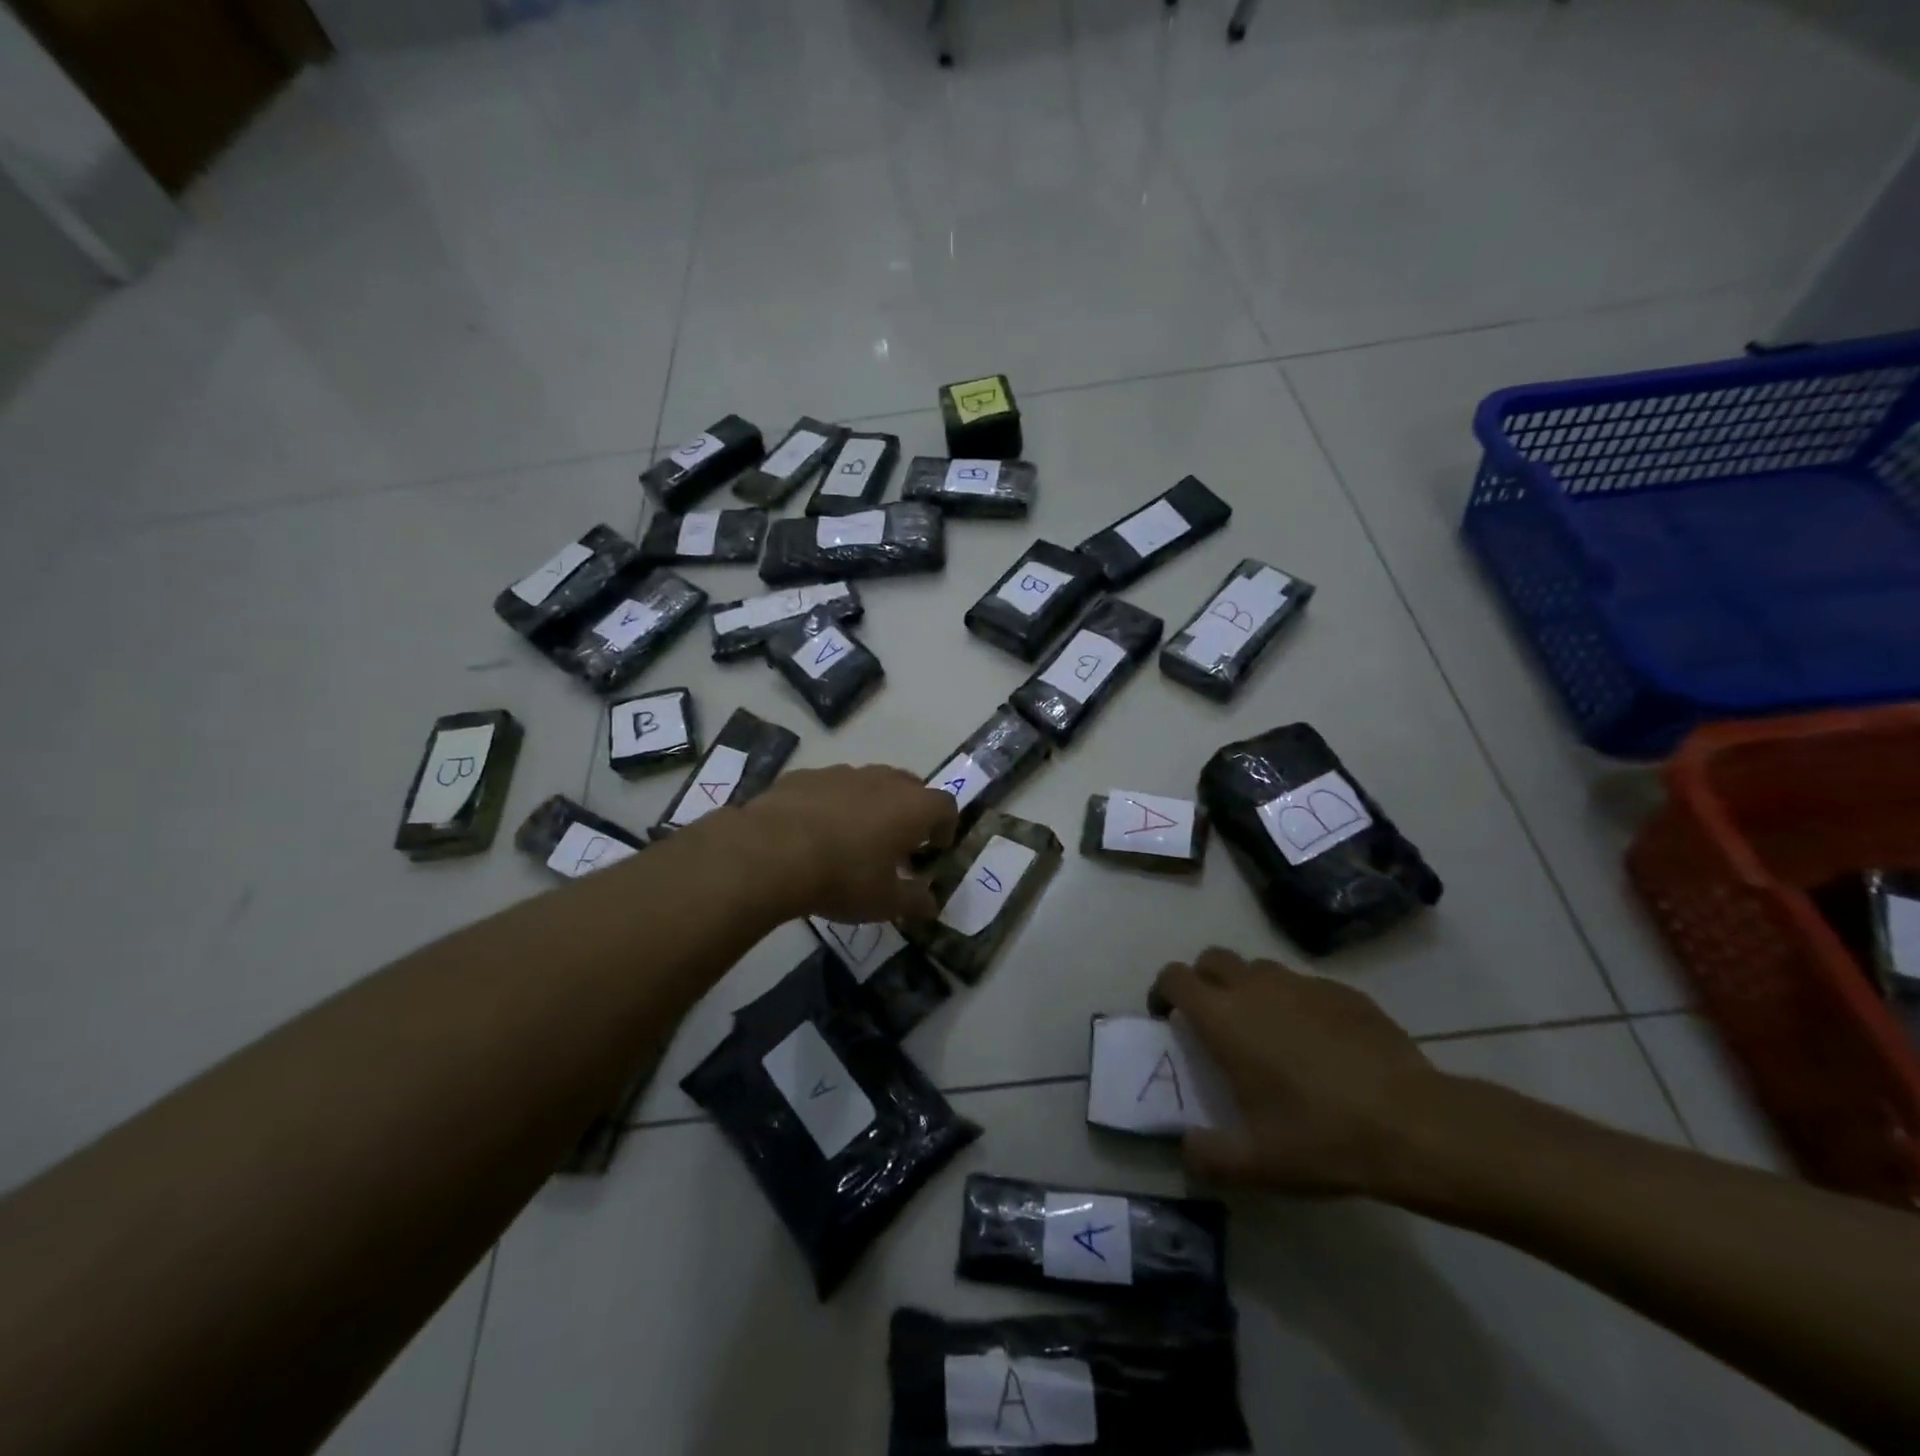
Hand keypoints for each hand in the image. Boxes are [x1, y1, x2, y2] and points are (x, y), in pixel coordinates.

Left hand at [733, 765, 958, 923]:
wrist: (771, 852)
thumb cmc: (843, 877)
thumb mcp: (884, 902)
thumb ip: (913, 900)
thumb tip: (931, 904)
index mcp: (911, 807)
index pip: (945, 805)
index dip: (946, 826)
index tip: (937, 847)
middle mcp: (881, 780)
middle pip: (909, 785)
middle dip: (911, 810)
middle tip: (900, 840)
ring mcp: (841, 773)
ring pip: (867, 782)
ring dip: (871, 804)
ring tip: (856, 836)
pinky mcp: (804, 776)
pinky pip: (829, 787)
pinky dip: (832, 804)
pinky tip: (815, 830)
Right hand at [1151, 948, 1450, 1199]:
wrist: (1414, 1125)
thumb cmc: (1321, 1136)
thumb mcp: (1257, 1163)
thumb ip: (1208, 1156)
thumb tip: (1186, 1150)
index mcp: (1224, 1017)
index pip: (1176, 978)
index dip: (1163, 991)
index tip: (1168, 1018)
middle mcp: (1257, 987)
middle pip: (1213, 959)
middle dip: (1204, 980)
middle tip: (1213, 1021)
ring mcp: (1303, 984)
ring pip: (1259, 968)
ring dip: (1249, 989)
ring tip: (1266, 1032)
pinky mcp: (1343, 991)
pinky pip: (1304, 986)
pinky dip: (1295, 1003)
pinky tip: (1318, 1044)